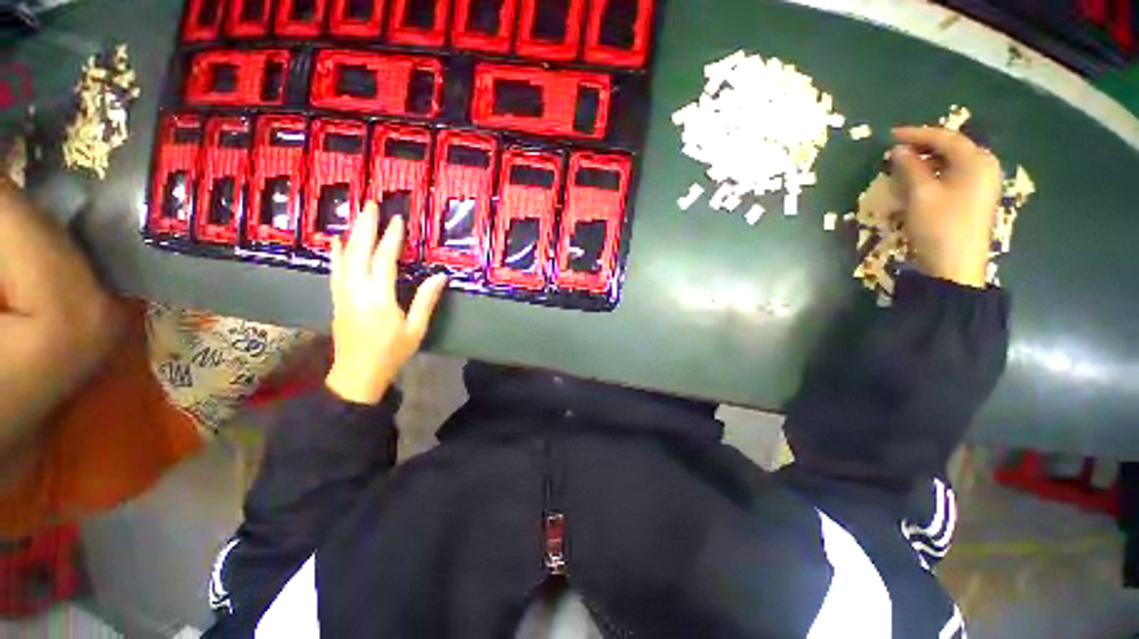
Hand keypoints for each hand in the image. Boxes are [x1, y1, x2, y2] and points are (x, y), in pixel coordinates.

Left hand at [325, 203, 447, 404]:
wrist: (357, 374)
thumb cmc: (391, 352)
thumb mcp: (415, 329)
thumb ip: (426, 301)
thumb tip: (440, 277)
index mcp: (379, 298)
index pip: (384, 260)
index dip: (391, 239)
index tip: (397, 220)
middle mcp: (357, 291)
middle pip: (359, 252)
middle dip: (365, 226)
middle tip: (370, 204)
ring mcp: (343, 294)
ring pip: (345, 258)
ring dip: (351, 234)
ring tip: (356, 215)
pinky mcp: (337, 299)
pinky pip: (335, 271)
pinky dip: (336, 254)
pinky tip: (336, 242)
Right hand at [890, 127, 1002, 287]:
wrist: (955, 266)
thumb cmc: (939, 226)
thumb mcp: (920, 194)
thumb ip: (910, 167)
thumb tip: (899, 150)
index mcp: (975, 160)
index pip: (944, 137)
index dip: (916, 134)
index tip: (890, 135)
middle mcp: (984, 167)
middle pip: (952, 148)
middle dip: (923, 147)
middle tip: (896, 151)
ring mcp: (982, 184)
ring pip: (952, 162)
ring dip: (927, 161)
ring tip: (902, 165)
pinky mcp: (975, 199)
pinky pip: (954, 176)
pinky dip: (934, 174)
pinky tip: (918, 181)